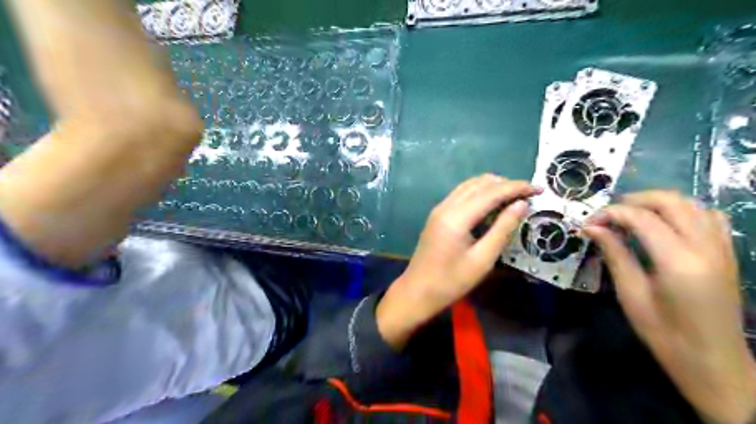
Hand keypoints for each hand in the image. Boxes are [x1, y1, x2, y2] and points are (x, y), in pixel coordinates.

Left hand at [375, 175, 539, 351]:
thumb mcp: (482, 260)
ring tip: (514, 197)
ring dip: (492, 186)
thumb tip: (521, 204)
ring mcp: (439, 209)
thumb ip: (502, 229)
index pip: (491, 192)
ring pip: (469, 186)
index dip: (516, 188)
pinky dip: (479, 193)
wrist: (417, 291)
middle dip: (505, 184)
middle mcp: (446, 206)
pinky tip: (492, 204)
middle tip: (528, 194)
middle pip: (479, 184)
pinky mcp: (437, 215)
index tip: (538, 188)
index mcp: (456, 217)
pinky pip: (461, 194)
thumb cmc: (451, 282)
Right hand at [584, 192, 755, 423]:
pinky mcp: (727, 253)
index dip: (611, 213)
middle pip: (670, 201)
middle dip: (633, 200)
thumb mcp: (631, 294)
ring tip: (630, 216)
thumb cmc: (664, 333)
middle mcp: (706, 247)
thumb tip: (590, 228)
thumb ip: (614, 254)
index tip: (588, 222)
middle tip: (607, 215)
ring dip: (657, 202)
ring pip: (691, 203)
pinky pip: (709, 216)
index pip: (642, 218)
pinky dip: (683, 210)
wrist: (713, 361)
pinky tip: (663, 223)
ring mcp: (722, 248)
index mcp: (678, 261)